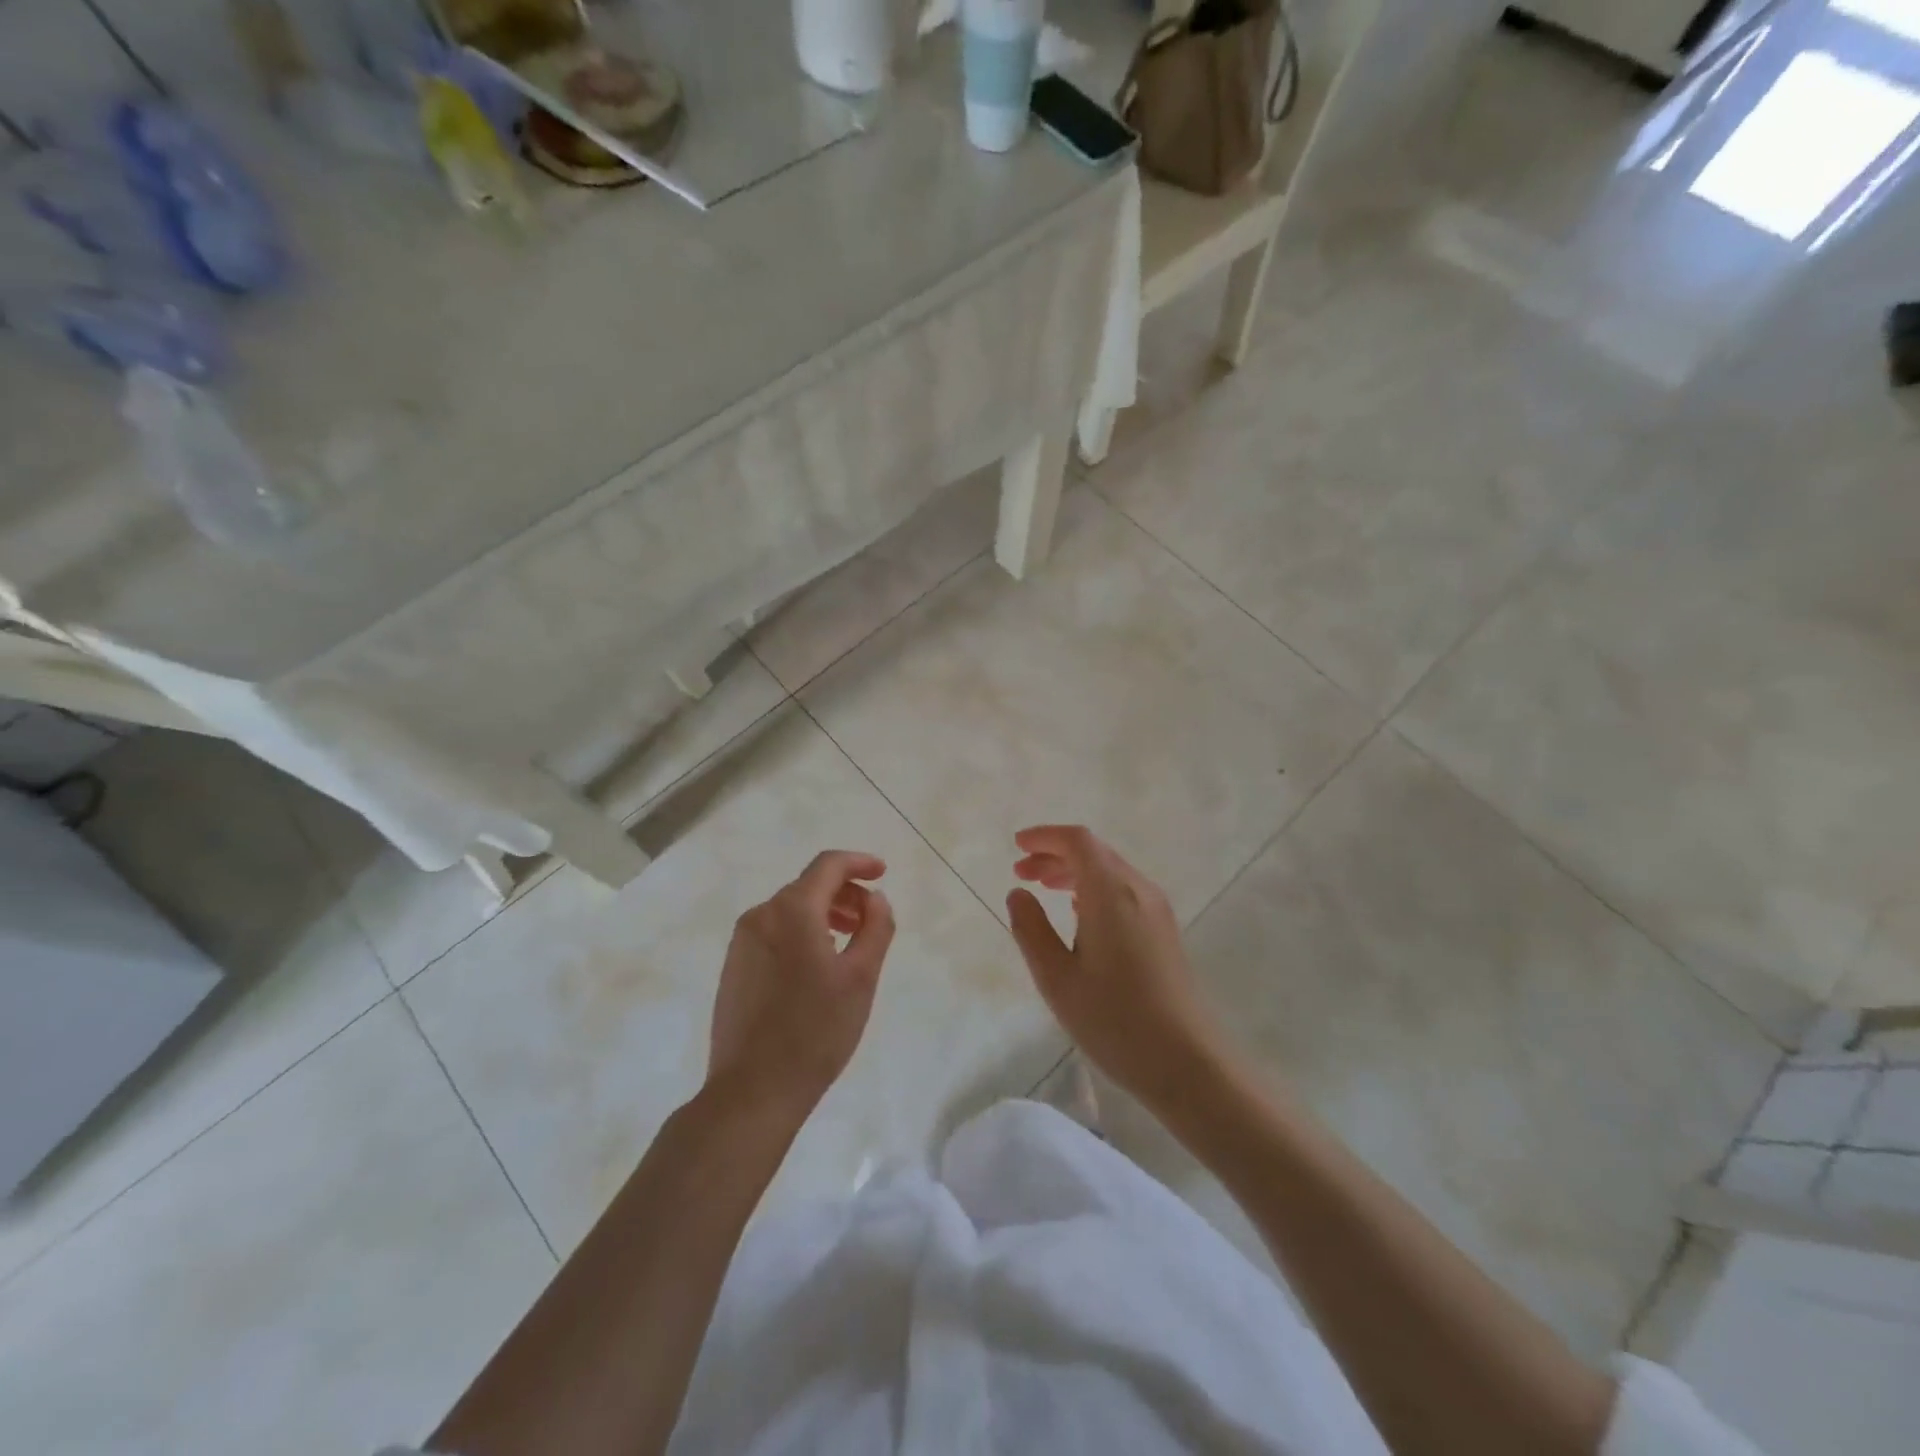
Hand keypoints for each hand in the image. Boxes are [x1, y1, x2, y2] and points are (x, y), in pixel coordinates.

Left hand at [708, 850, 895, 1120]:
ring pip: (790, 910)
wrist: (752, 1091)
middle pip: (808, 886)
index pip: (828, 866)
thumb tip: (874, 898)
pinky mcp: (733, 967)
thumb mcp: (861, 977)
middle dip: (844, 893)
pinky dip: (801, 933)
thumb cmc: (815, 1031)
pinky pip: (773, 932)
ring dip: (823, 914)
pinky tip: (816, 965)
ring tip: (848, 942)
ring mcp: (742, 942)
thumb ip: (875, 927)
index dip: (858, 862)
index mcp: (792, 911)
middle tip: (870, 919)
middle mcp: (761, 916)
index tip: (882, 873)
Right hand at [1006, 826, 1224, 1110]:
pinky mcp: (1164, 931)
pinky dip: (1093, 888)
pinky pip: (1124, 890)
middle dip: (1055, 854)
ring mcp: (1157, 910)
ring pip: (1110, 871)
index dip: (1045, 836)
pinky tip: (1077, 913)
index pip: (1078, 841)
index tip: (1016, 846)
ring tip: (1042, 888)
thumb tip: (1018, 894)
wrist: (1189, 1063)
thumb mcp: (1057, 979)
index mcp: (1111, 893)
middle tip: (1021, 872)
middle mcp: (1138, 890)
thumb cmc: (1115, 1021)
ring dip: (1074, 871)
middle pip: (1095, 852)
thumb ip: (1031, 930)